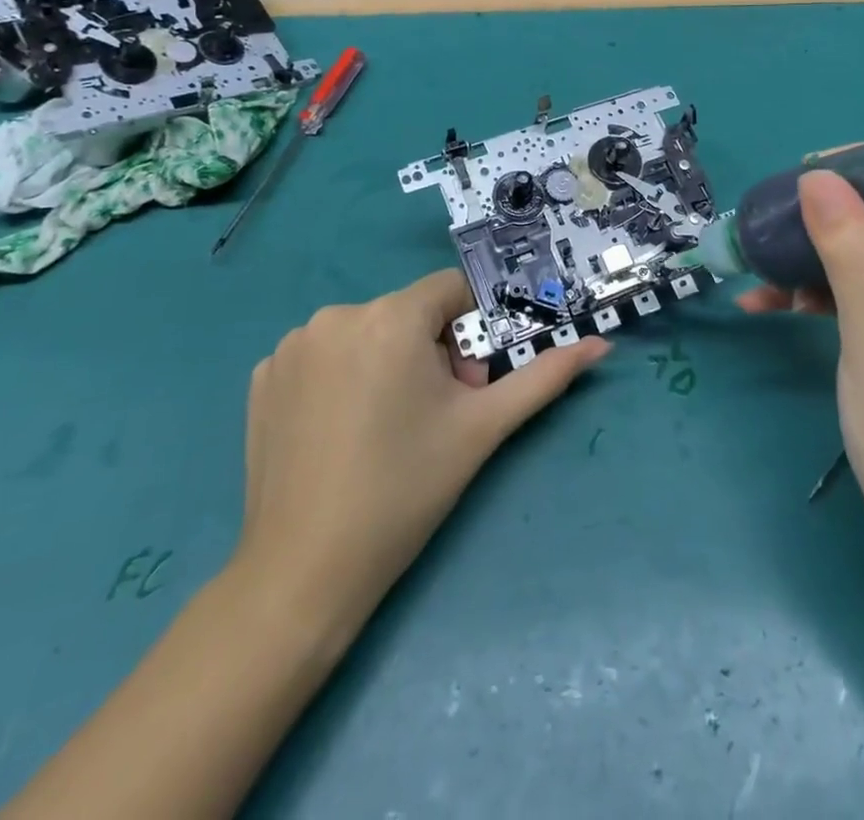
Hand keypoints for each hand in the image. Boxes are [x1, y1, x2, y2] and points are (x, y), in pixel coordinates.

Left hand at [232, 269, 609, 632]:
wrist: (304, 571)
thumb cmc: (406, 489)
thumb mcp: (483, 427)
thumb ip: (545, 376)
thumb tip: (600, 344)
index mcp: (391, 316)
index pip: (451, 292)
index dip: (467, 335)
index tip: (462, 387)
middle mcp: (336, 314)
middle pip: (408, 314)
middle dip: (429, 353)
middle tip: (431, 417)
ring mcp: (292, 344)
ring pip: (366, 332)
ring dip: (386, 362)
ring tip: (384, 429)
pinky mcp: (262, 375)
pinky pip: (322, 355)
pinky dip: (340, 377)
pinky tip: (340, 430)